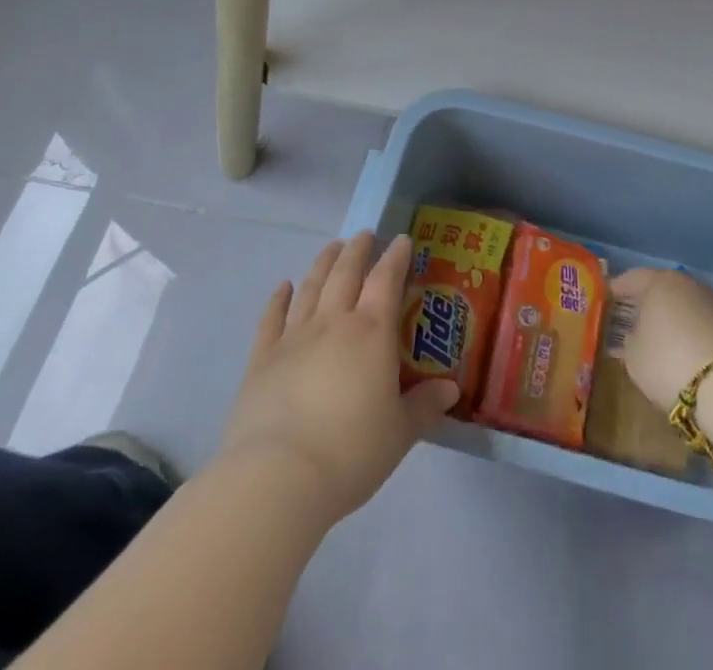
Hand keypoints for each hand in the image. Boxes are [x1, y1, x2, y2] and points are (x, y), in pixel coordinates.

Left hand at [217, 232, 457, 525]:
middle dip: (358, 249)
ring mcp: (293, 338)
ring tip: (332, 247)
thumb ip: (424, 406)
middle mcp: (333, 323)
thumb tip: (450, 389)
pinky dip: (278, 298)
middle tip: (365, 234)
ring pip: (311, 287)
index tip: (401, 240)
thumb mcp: (399, 434)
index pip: (386, 280)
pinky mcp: (261, 360)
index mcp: (371, 332)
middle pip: (346, 273)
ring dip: (323, 263)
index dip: (395, 257)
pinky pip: (271, 318)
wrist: (278, 477)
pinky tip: (283, 286)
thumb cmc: (350, 452)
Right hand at [608, 267, 712, 411]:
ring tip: (664, 342)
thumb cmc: (671, 363)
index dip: (617, 290)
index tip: (605, 300)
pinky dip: (697, 335)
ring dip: (675, 320)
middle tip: (633, 322)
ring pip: (688, 306)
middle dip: (648, 305)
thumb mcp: (635, 359)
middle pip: (663, 290)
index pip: (632, 279)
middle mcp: (690, 284)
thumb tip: (633, 336)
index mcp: (660, 283)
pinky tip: (692, 355)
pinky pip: (707, 325)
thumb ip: (629, 342)